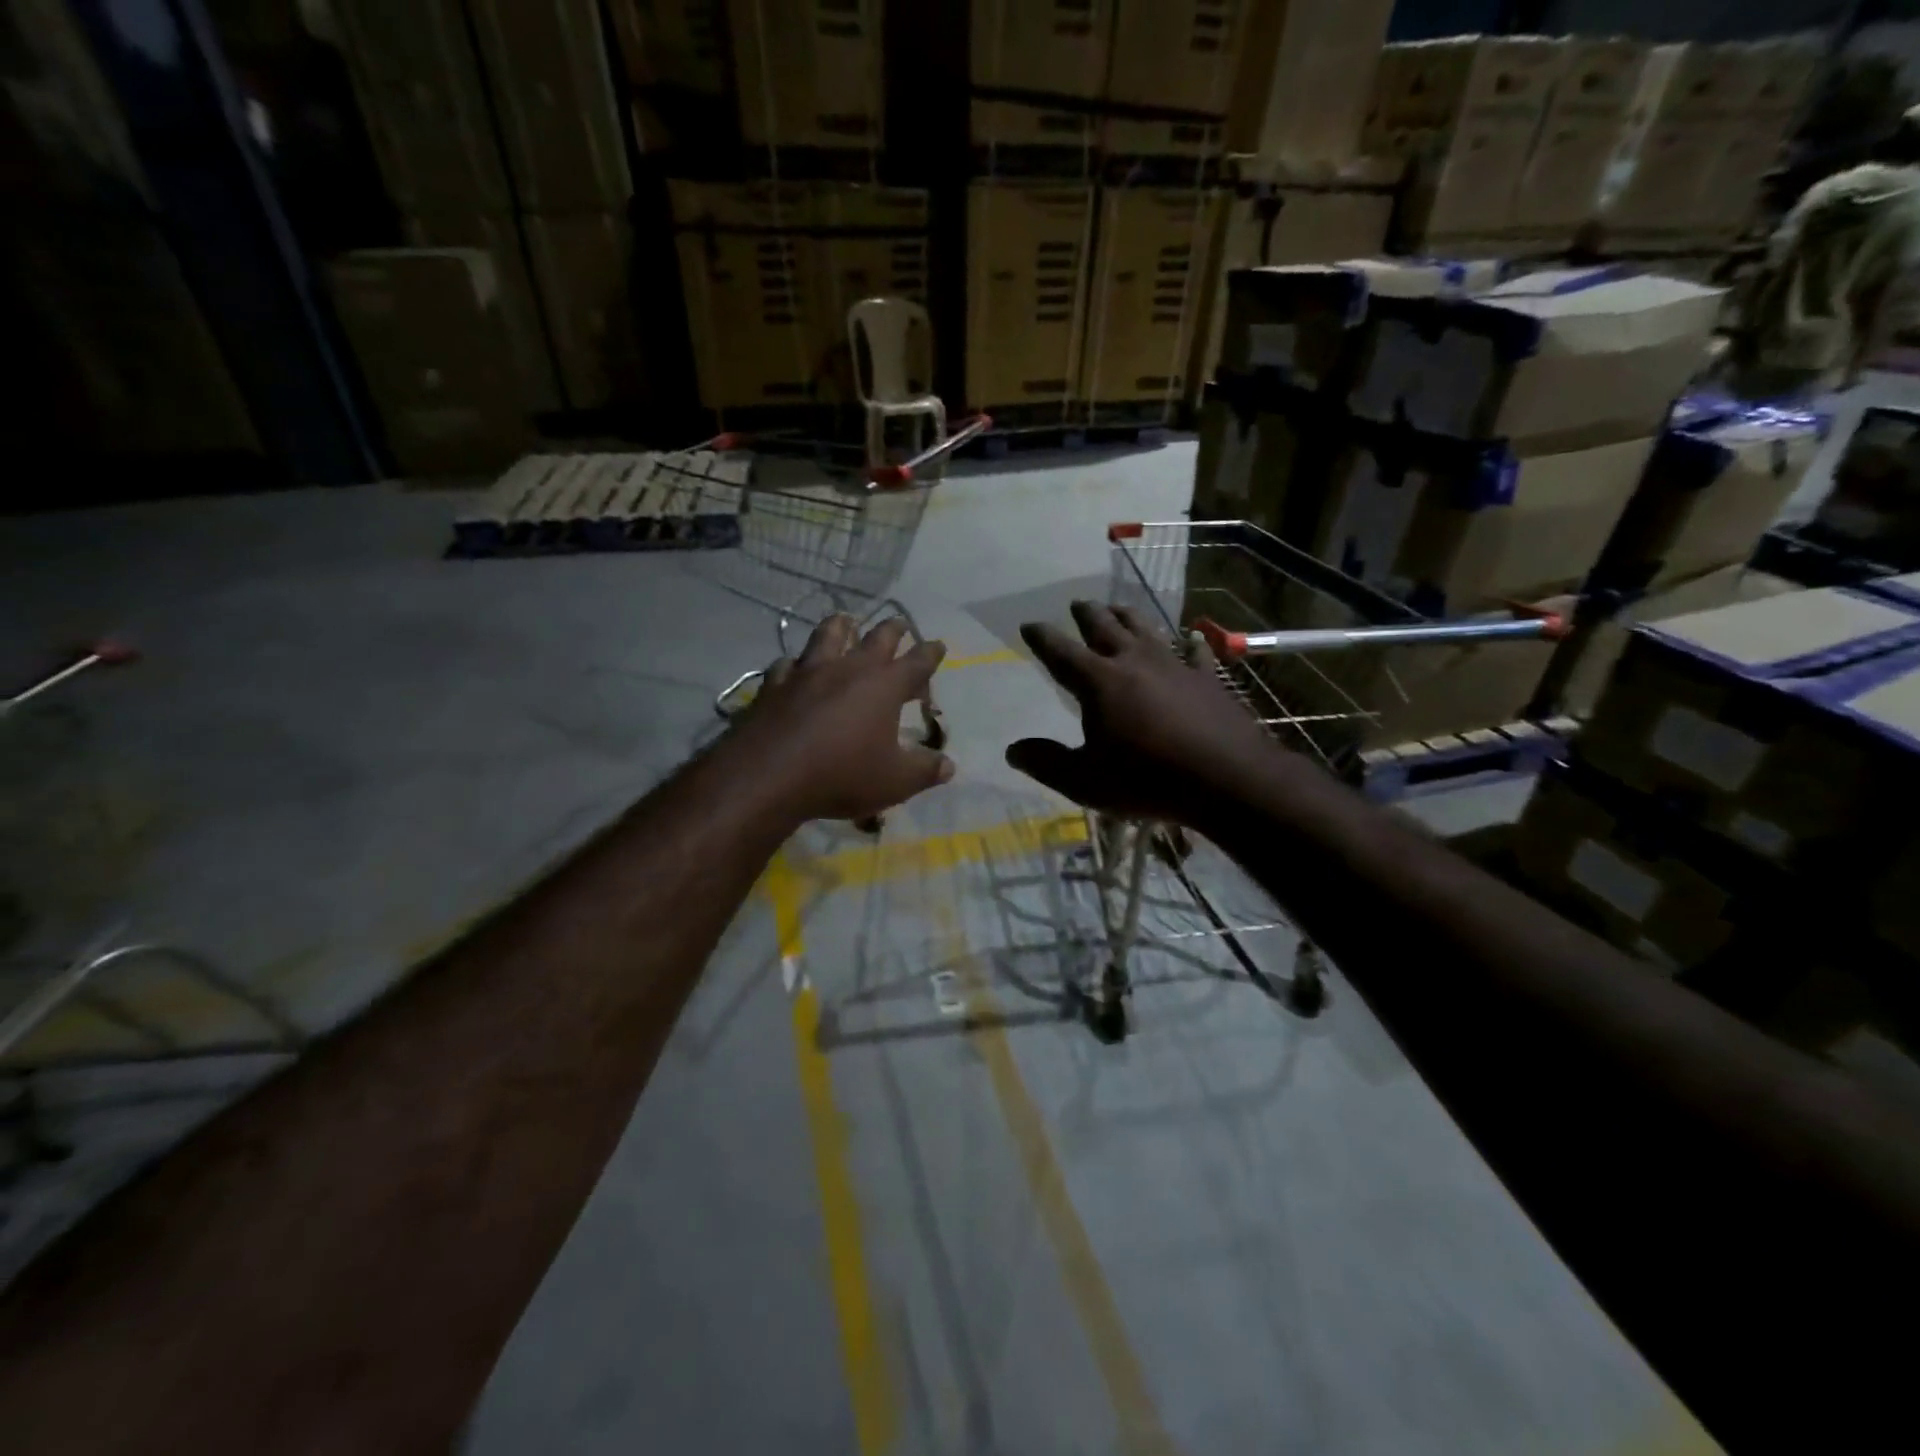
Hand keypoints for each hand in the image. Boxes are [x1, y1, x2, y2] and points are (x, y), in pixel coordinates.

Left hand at [734, 614, 953, 822]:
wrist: (768, 776)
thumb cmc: (841, 775)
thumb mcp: (894, 782)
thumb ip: (924, 771)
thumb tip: (948, 766)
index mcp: (883, 686)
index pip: (916, 662)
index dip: (930, 653)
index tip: (938, 645)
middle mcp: (847, 668)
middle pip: (876, 638)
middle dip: (892, 629)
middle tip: (899, 624)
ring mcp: (807, 672)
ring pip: (827, 636)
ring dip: (840, 627)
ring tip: (845, 621)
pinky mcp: (774, 685)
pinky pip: (787, 665)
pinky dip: (795, 664)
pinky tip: (793, 668)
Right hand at [1008, 601, 1277, 823]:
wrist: (1226, 777)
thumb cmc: (1146, 779)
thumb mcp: (1084, 781)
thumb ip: (1046, 763)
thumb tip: (1013, 750)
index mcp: (1098, 682)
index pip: (1061, 652)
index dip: (1042, 637)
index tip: (1029, 624)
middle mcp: (1134, 661)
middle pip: (1104, 627)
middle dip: (1086, 614)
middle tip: (1077, 604)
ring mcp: (1174, 665)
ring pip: (1145, 629)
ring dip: (1127, 616)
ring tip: (1117, 609)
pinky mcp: (1207, 678)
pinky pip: (1195, 652)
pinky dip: (1189, 643)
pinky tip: (1191, 637)